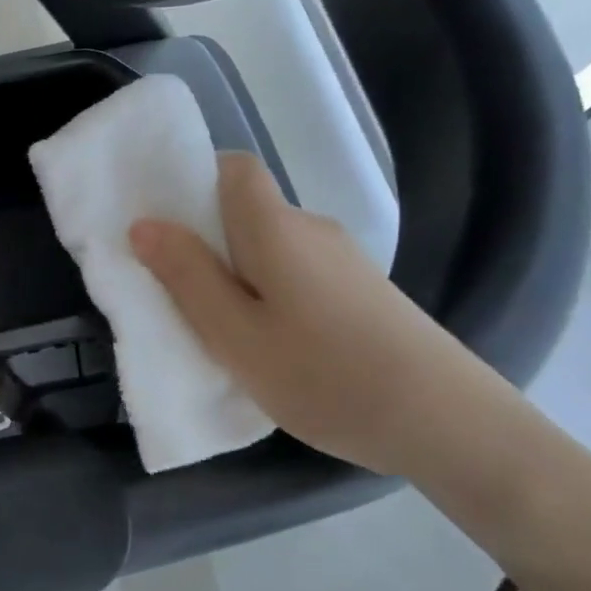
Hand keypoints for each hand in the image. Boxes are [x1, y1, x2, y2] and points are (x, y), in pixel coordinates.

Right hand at [129, 152, 487, 473]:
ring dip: (236, 274)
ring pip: (270, 247)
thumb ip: (187, 276)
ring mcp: (343, 260)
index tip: (165, 227)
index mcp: (275, 226)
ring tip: (219, 330)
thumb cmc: (324, 374)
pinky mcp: (361, 291)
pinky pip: (296, 273)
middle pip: (246, 210)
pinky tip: (270, 345)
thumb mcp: (235, 335)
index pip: (233, 168)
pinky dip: (269, 294)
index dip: (193, 182)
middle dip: (204, 240)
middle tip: (175, 292)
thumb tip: (143, 224)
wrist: (447, 422)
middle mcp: (311, 228)